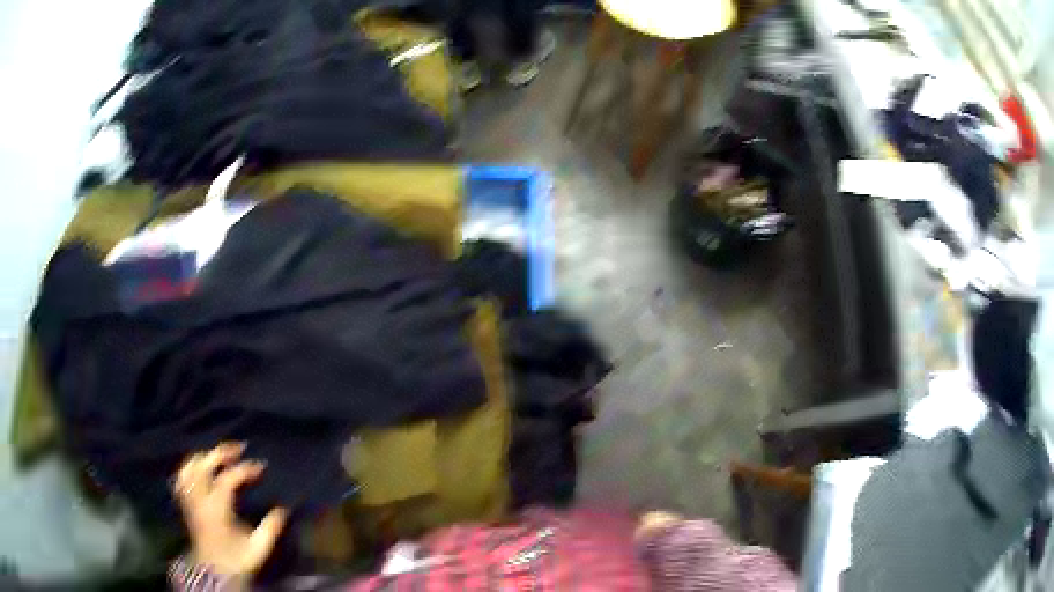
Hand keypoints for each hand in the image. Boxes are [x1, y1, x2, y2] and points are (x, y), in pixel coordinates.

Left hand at [173, 442, 287, 579]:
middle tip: (239, 447)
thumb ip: (270, 529)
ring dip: (204, 456)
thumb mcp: (258, 549)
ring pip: (189, 467)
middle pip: (203, 464)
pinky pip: (181, 477)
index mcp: (216, 510)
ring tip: (220, 454)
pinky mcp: (185, 503)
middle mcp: (199, 500)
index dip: (244, 469)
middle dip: (221, 452)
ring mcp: (189, 500)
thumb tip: (282, 509)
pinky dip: (190, 467)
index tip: (261, 466)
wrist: (215, 572)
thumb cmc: (237, 560)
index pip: (226, 479)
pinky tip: (200, 466)